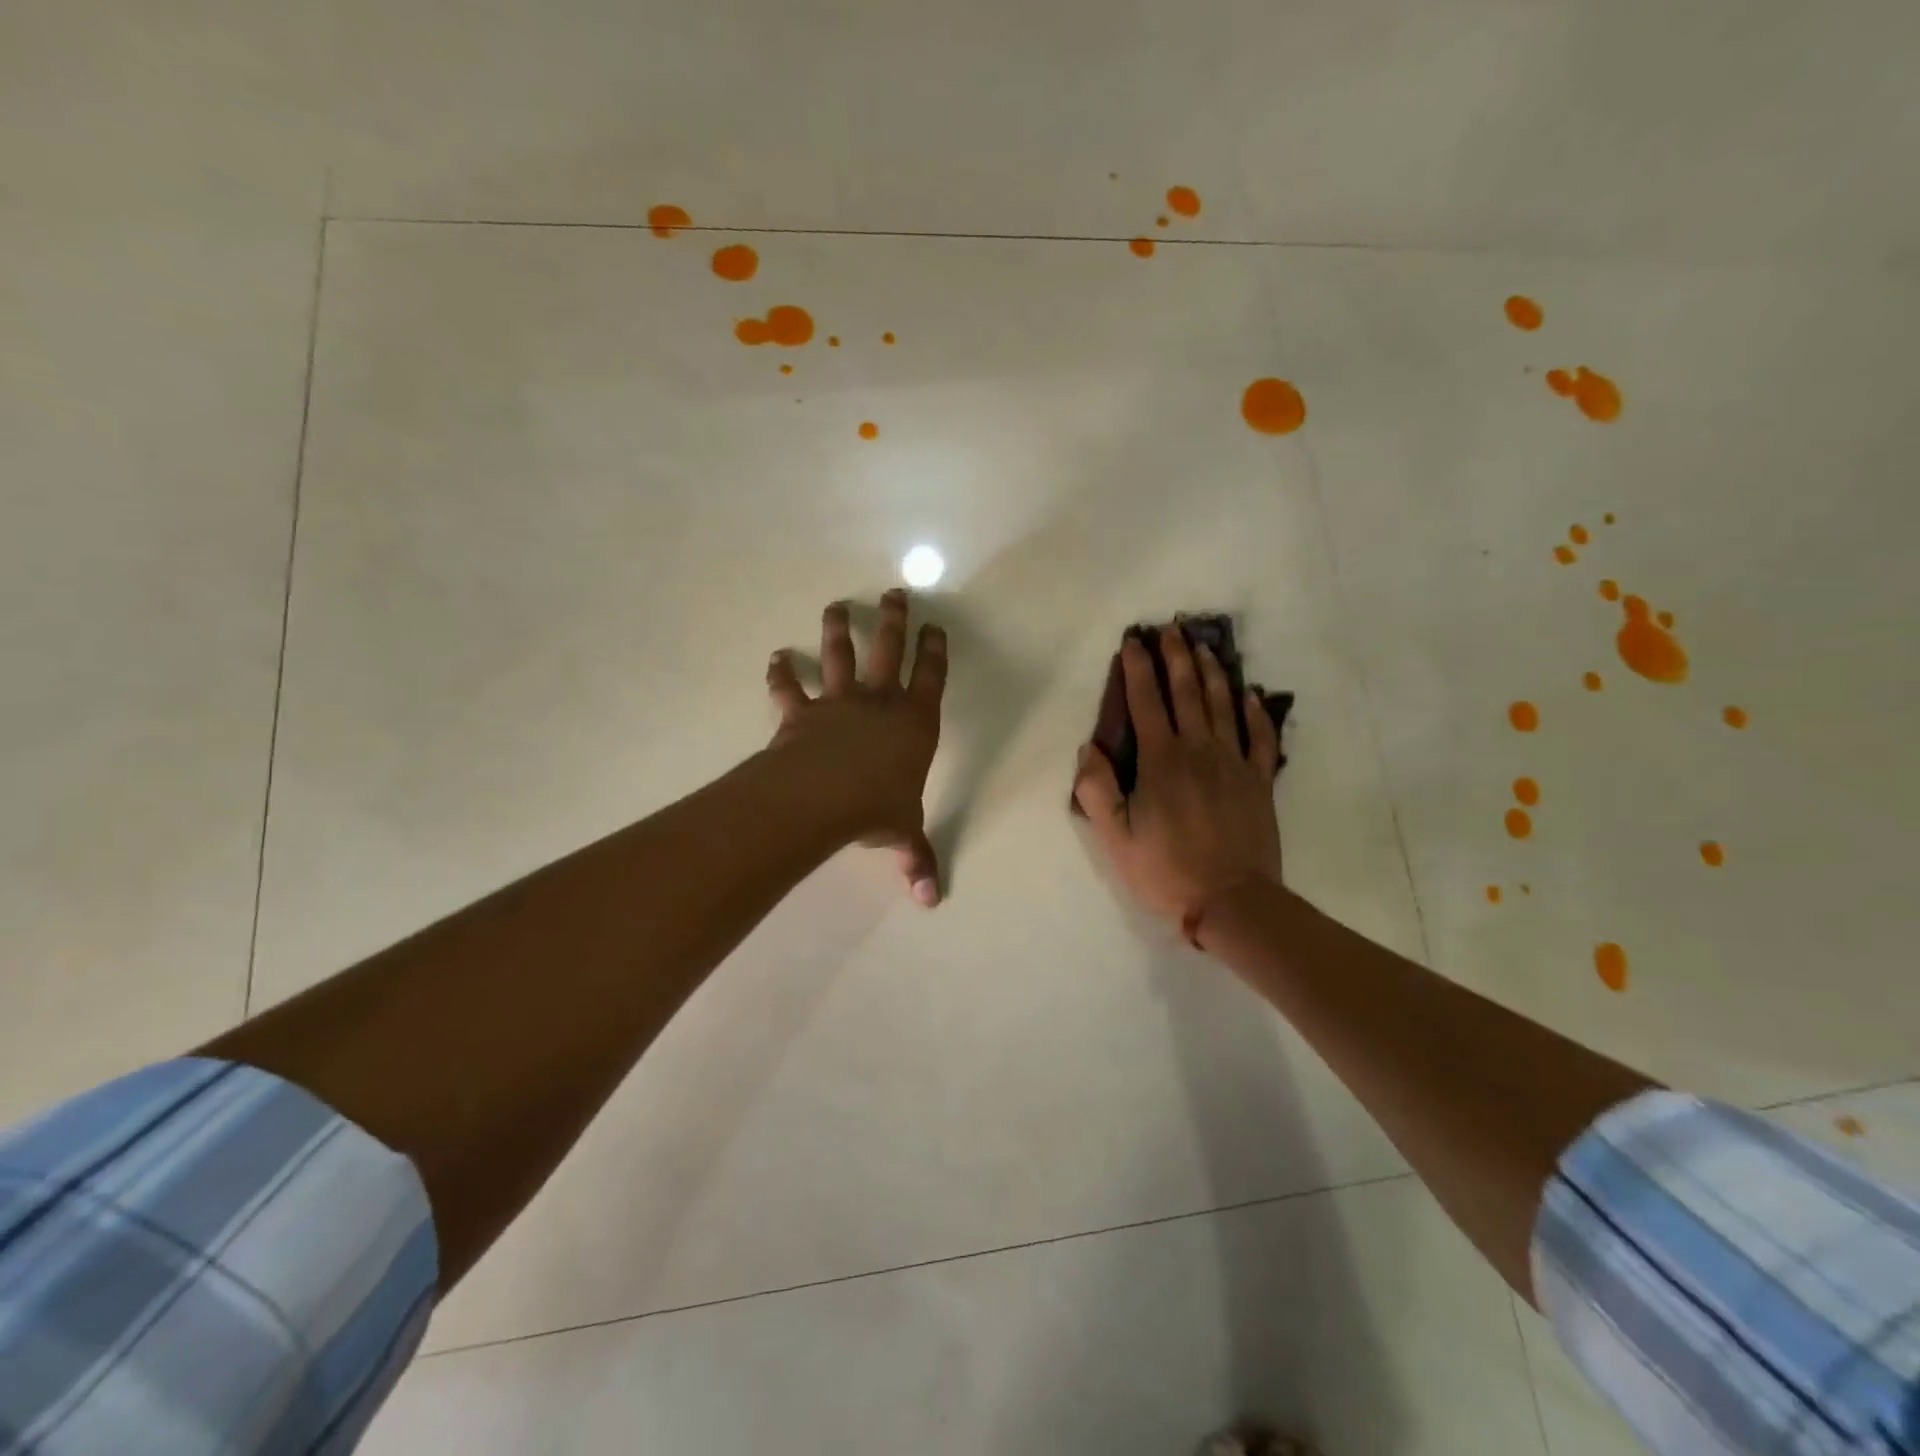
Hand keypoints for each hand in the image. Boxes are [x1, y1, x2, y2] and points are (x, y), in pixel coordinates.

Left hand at [767, 590, 947, 905]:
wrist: (820, 799)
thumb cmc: (874, 809)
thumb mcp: (903, 834)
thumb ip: (917, 860)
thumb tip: (931, 902)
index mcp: (914, 723)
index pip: (932, 678)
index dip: (935, 651)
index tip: (935, 627)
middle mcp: (879, 703)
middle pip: (889, 650)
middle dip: (894, 620)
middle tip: (895, 593)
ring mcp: (838, 703)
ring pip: (840, 655)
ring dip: (838, 629)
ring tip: (837, 605)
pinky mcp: (801, 712)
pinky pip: (789, 689)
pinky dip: (781, 673)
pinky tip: (775, 657)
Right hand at [1072, 626, 1282, 928]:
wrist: (1232, 900)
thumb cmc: (1166, 870)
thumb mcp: (1115, 837)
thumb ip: (1097, 790)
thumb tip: (1089, 748)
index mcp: (1161, 761)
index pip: (1145, 702)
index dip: (1137, 670)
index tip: (1132, 642)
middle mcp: (1199, 750)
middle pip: (1187, 692)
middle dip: (1176, 658)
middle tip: (1171, 629)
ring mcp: (1234, 763)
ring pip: (1223, 705)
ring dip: (1212, 672)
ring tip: (1203, 647)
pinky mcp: (1260, 780)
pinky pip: (1260, 737)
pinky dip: (1256, 712)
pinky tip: (1250, 694)